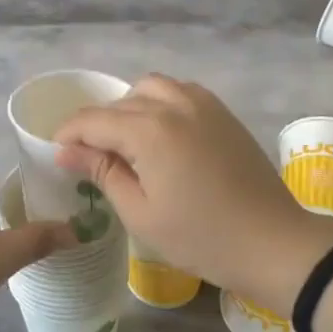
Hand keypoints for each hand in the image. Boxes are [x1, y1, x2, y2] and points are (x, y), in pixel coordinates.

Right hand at [54, 74, 332, 312]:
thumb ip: (102, 173)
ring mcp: (202, 103)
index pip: (93, 120)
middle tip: (91, 159)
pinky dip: (160, 103)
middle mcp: (173, 104)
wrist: (274, 243)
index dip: (69, 135)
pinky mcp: (222, 112)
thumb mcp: (141, 213)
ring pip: (150, 88)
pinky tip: (161, 133)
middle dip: (97, 125)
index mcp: (149, 130)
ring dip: (129, 108)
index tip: (58, 154)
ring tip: (127, 142)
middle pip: (119, 103)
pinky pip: (179, 91)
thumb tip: (65, 151)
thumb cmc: (201, 237)